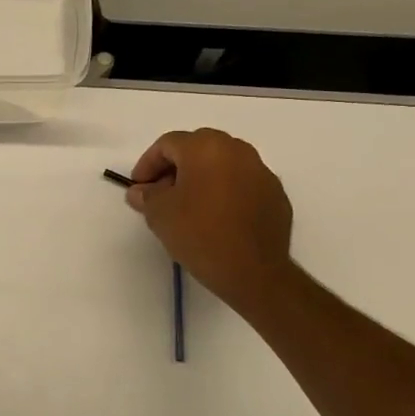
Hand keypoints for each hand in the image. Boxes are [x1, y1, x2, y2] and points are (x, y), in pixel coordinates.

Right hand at [126, 129, 295, 314]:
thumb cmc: (199, 233)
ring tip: (188, 205)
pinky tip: (215, 217)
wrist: (253, 271)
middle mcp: (237, 150)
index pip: (168, 144)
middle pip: (197, 148)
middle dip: (175, 167)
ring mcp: (261, 172)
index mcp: (206, 147)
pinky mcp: (276, 195)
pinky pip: (242, 183)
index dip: (147, 164)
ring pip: (222, 164)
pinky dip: (225, 192)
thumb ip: (146, 195)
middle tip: (161, 193)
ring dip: (201, 178)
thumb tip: (141, 191)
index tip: (138, 187)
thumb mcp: (159, 213)